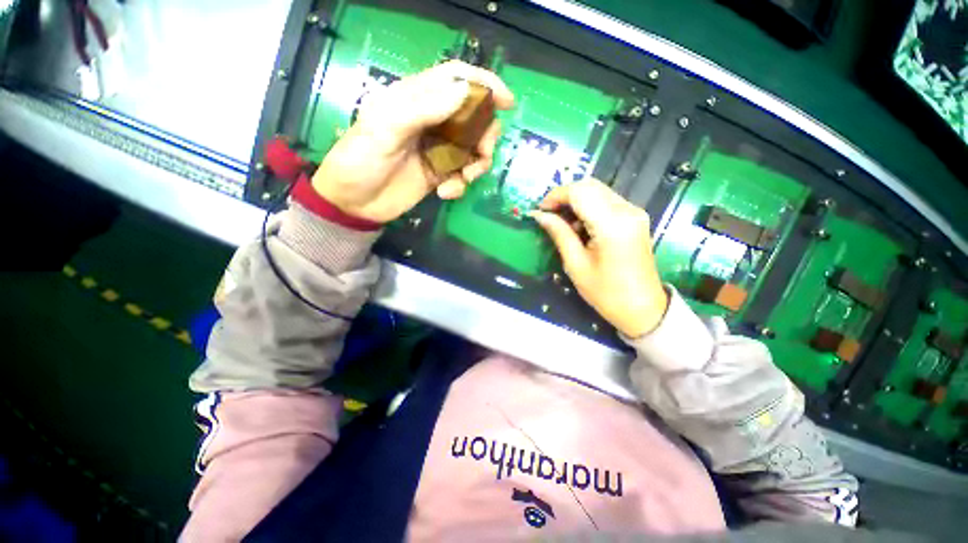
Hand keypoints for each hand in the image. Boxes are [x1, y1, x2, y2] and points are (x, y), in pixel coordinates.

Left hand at [311, 61, 514, 222]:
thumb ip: (424, 108)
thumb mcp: (386, 129)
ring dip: (476, 165)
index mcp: (417, 100)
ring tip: (464, 178)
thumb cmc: (361, 160)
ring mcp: (437, 149)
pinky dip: (461, 185)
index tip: (507, 101)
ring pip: (473, 148)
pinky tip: (444, 193)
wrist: (354, 203)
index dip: (484, 83)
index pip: (456, 79)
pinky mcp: (439, 174)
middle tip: (482, 154)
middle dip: (485, 135)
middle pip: (474, 117)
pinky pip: (462, 175)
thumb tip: (465, 91)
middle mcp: (432, 121)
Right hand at [531, 179, 668, 337]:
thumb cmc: (606, 293)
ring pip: (598, 191)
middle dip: (564, 196)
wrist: (643, 309)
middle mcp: (627, 210)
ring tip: (563, 224)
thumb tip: (539, 215)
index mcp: (612, 224)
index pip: (579, 192)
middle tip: (549, 215)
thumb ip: (559, 233)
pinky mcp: (636, 218)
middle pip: (590, 186)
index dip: (556, 196)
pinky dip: (589, 206)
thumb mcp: (576, 265)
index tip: (540, 210)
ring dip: (576, 201)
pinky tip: (580, 226)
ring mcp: (634, 212)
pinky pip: (607, 201)